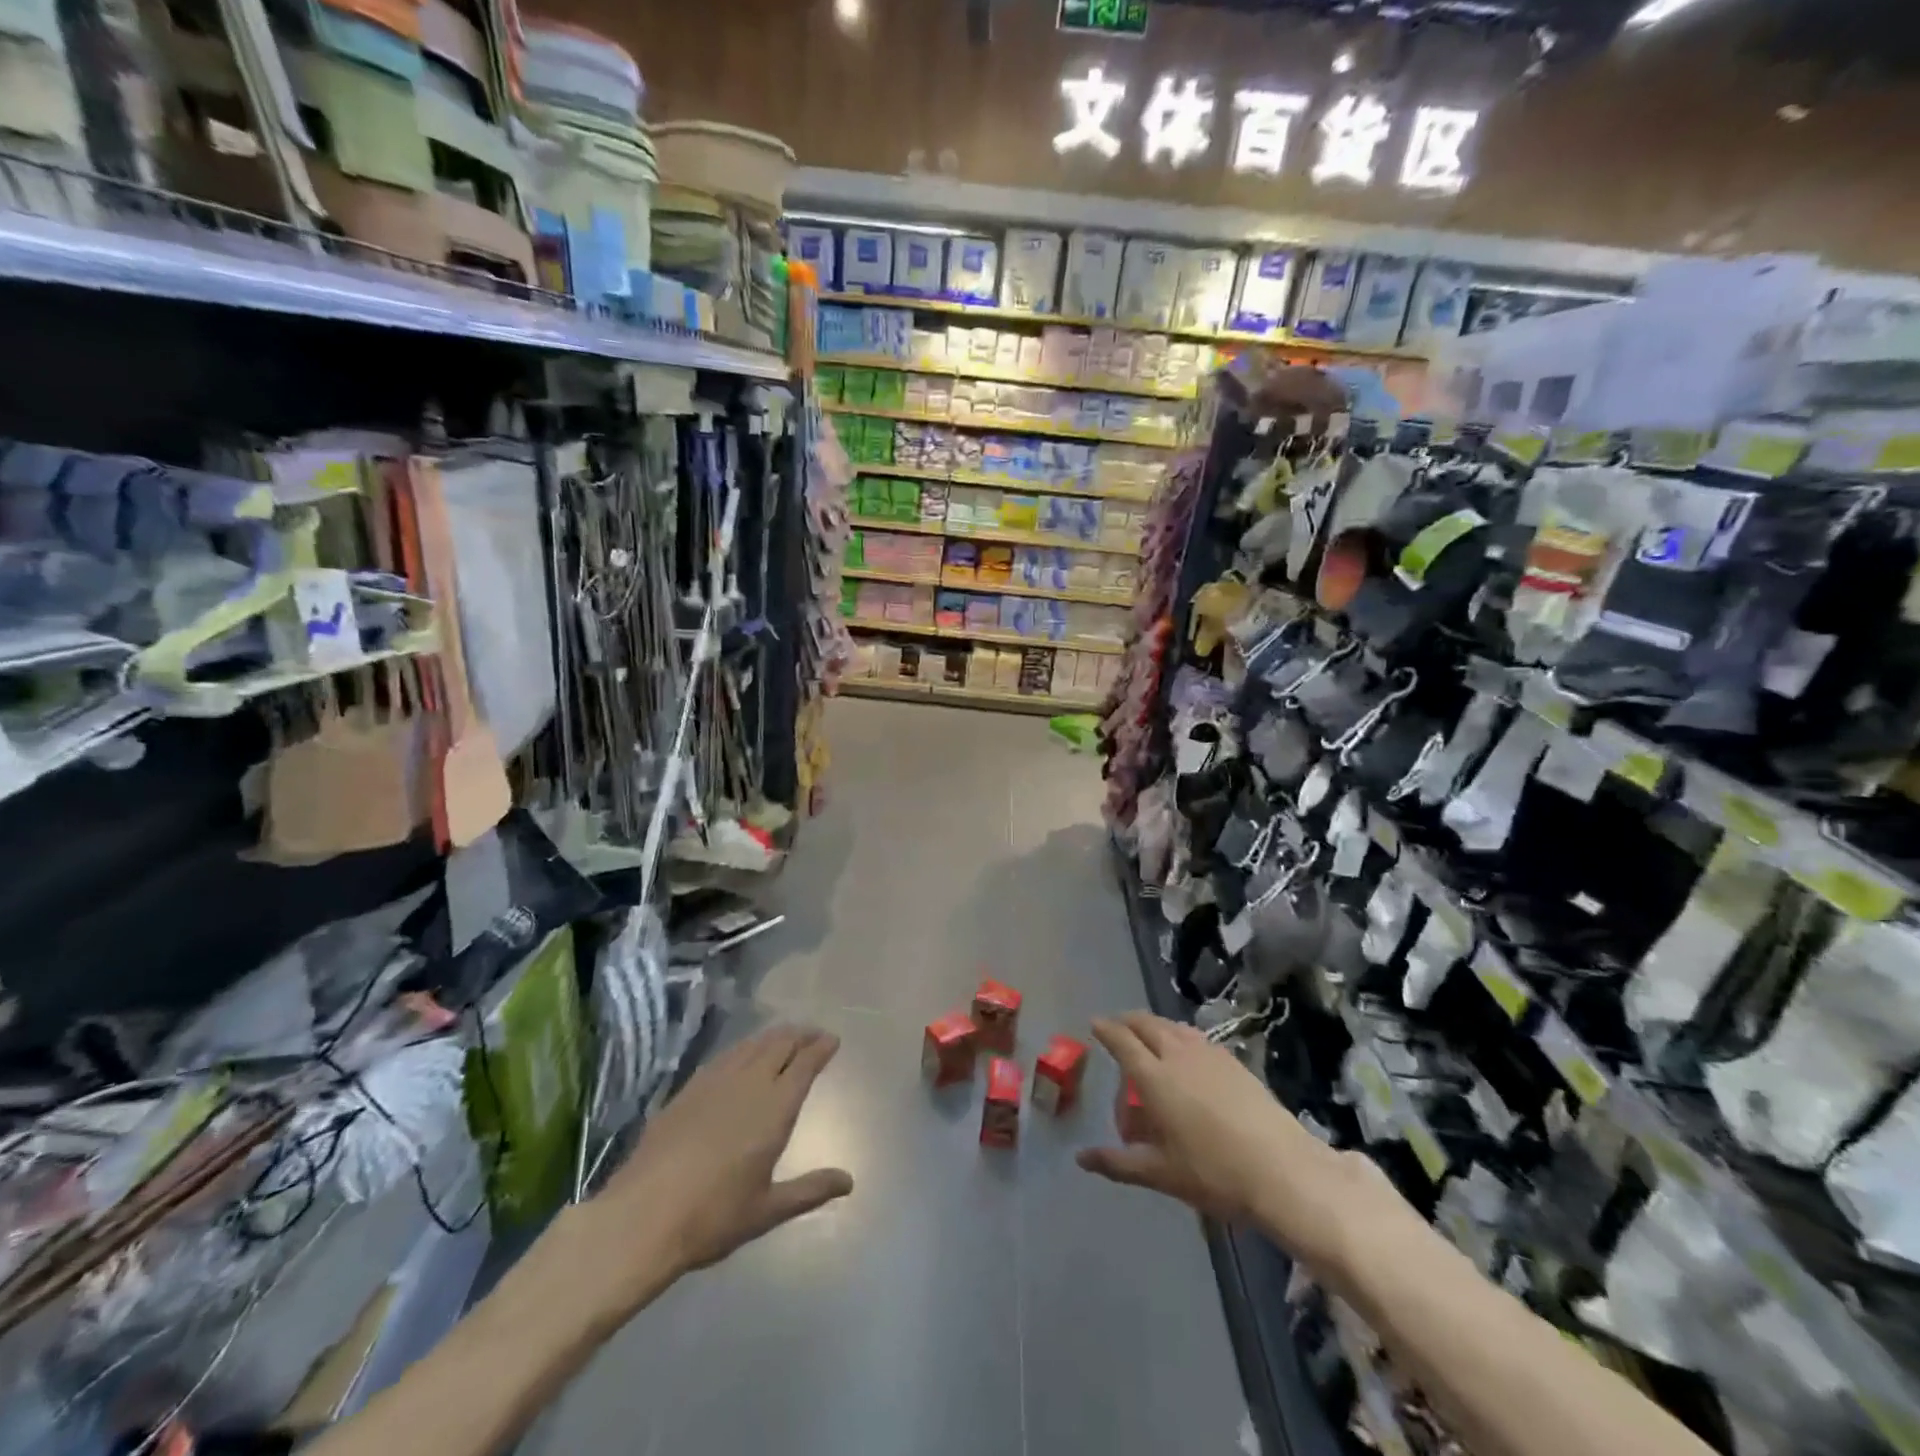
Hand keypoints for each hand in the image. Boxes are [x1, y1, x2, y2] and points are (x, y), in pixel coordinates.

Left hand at [589, 1025, 853, 1287]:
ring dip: (774, 1037)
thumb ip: (810, 1191)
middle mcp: (749, 1084)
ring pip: (752, 1045)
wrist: (642, 1216)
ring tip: (785, 1036)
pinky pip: (726, 1055)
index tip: (832, 1039)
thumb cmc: (712, 1217)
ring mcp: (716, 1082)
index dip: (820, 1048)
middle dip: (800, 1036)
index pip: (804, 1064)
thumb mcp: (768, 1210)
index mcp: (775, 1109)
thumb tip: (849, 1181)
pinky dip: (744, 1048)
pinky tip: (743, 1054)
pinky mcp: (688, 1089)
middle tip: (813, 1034)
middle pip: (780, 1045)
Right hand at [1076, 1012, 1394, 1275]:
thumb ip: (1118, 1163)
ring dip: (1154, 1024)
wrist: (1282, 1170)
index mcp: (1154, 1077)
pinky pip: (1194, 1035)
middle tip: (1117, 1026)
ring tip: (1148, 1034)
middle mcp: (1177, 1055)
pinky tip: (1185, 1050)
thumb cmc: (1213, 1173)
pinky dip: (1178, 1033)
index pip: (1122, 1041)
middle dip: (1128, 1021)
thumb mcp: (1160, 1173)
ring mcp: (1208, 1054)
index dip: (1106, 1030)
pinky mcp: (1233, 1061)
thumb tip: (1081, 1159)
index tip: (1095, 1023)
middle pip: (1146, 1024)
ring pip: (1172, 1026)